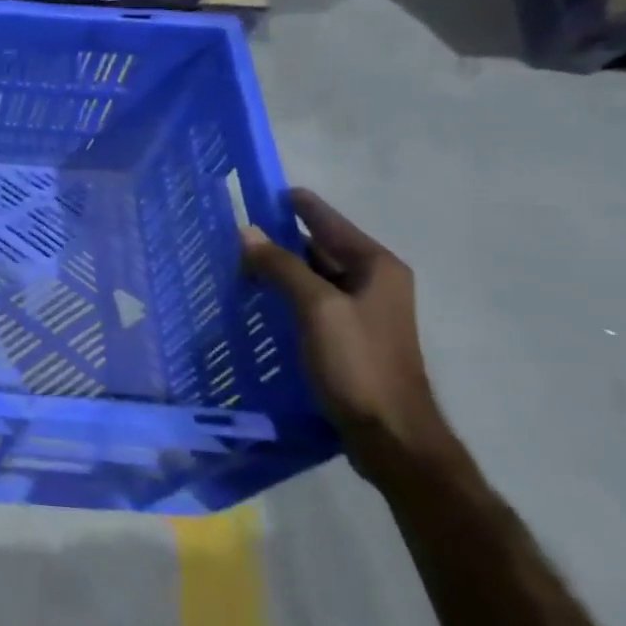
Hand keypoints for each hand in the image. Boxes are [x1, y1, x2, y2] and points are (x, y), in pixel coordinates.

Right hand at [240, 189, 458, 482]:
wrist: (390, 434)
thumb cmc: (357, 364)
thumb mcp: (315, 308)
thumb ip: (281, 266)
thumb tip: (247, 230)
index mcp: (375, 265)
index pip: (327, 220)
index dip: (294, 205)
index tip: (259, 192)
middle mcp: (374, 281)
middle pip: (319, 246)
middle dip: (279, 239)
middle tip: (235, 235)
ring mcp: (363, 310)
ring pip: (313, 275)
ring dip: (280, 268)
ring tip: (238, 264)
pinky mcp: (350, 336)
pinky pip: (312, 301)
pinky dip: (286, 294)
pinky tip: (259, 300)